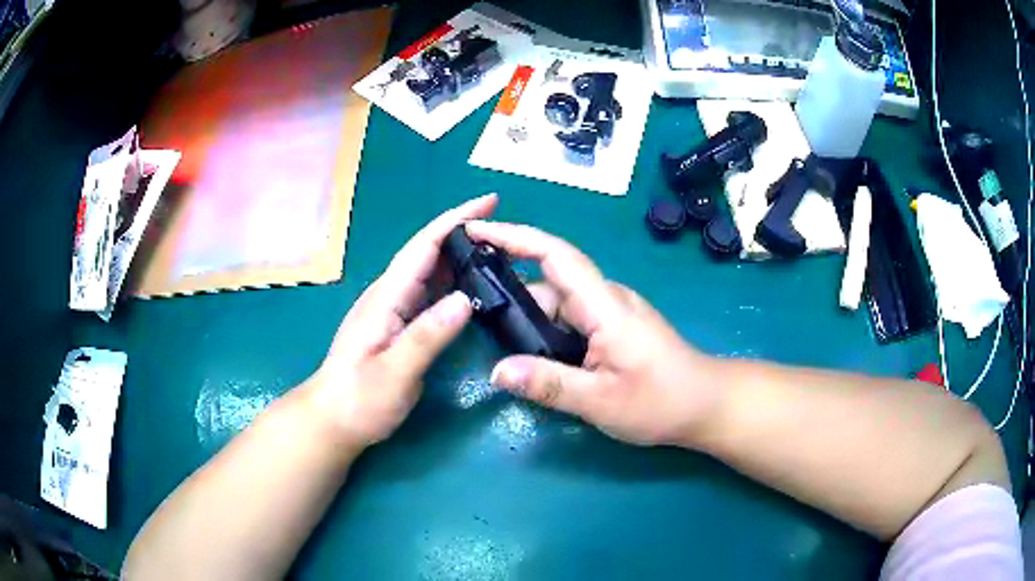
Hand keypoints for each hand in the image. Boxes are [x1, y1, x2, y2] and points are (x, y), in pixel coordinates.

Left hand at [305, 195, 497, 448]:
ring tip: (498, 251)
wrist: (332, 420)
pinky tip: (472, 286)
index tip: (490, 202)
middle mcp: (389, 294)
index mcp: (386, 297)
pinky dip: (453, 281)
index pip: (424, 246)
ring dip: (460, 255)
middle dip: (463, 232)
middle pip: (428, 252)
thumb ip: (428, 336)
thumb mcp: (394, 373)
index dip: (456, 220)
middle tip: (506, 229)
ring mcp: (392, 309)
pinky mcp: (396, 324)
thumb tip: (467, 298)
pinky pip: (428, 292)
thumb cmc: (359, 400)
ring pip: (429, 271)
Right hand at [466, 220, 722, 447]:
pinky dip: (545, 333)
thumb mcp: (601, 401)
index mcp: (603, 304)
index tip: (476, 230)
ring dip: (529, 323)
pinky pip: (570, 321)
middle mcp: (605, 299)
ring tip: (501, 351)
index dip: (513, 236)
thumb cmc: (661, 401)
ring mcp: (610, 312)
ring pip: (557, 307)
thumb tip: (497, 371)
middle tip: (473, 321)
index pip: (553, 255)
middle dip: (510, 299)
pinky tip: (533, 359)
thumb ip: (549, 384)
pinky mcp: (613, 328)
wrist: (706, 404)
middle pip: (548, 285)